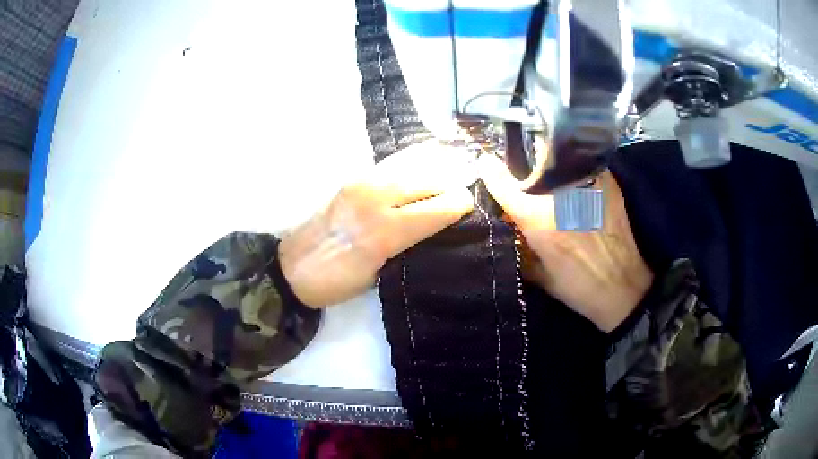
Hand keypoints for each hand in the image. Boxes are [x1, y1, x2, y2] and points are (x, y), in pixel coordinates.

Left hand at [279, 143, 475, 307]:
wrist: (291, 268)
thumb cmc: (336, 282)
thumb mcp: (378, 276)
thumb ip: (408, 246)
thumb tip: (435, 228)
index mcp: (385, 232)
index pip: (438, 208)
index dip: (460, 206)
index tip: (470, 208)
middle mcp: (377, 199)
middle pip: (429, 180)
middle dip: (452, 184)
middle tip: (465, 190)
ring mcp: (362, 183)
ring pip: (411, 165)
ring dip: (436, 166)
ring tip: (455, 166)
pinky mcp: (352, 179)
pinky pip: (391, 164)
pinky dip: (413, 161)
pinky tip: (426, 157)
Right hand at [479, 155, 652, 331]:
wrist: (624, 287)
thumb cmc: (578, 287)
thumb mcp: (538, 274)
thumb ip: (519, 247)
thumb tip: (508, 225)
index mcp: (538, 219)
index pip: (504, 183)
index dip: (490, 171)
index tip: (484, 163)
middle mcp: (560, 194)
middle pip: (531, 163)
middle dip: (520, 166)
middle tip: (520, 176)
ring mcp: (586, 182)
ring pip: (557, 158)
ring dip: (547, 165)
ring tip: (547, 175)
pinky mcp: (607, 180)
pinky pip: (581, 164)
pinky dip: (571, 169)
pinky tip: (572, 181)